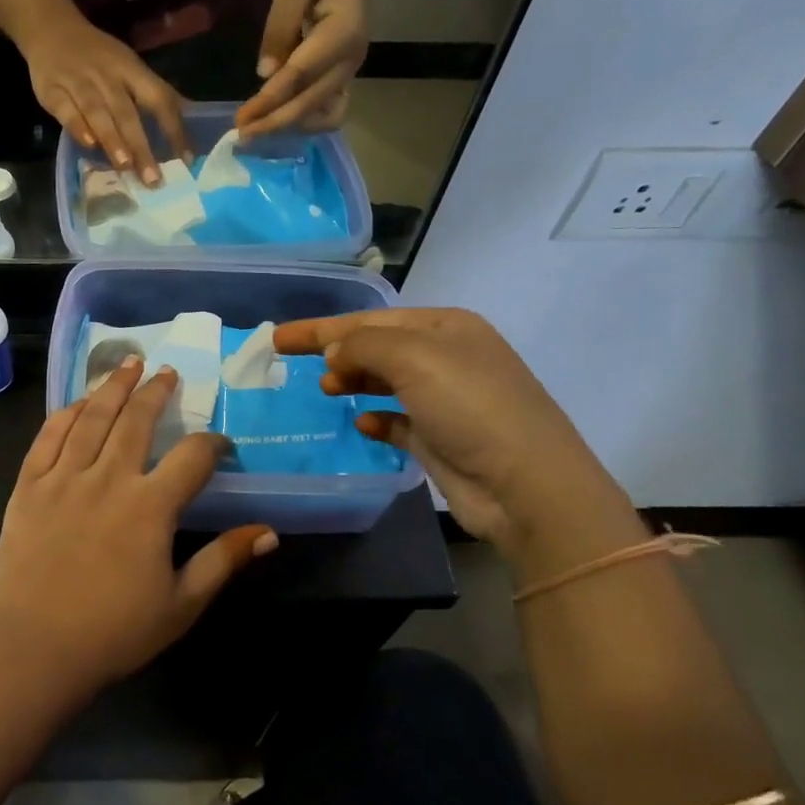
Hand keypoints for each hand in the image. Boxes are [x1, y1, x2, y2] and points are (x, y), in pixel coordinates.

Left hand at [0, 358, 277, 696]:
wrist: (34, 649)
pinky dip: (68, 413)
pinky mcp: (30, 485)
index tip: (220, 446)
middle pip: (138, 420)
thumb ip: (223, 560)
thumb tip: (269, 533)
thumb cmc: (114, 632)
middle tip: (168, 373)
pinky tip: (80, 402)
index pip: (192, 457)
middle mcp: (109, 478)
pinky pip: (50, 436)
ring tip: (129, 364)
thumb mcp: (182, 603)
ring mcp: (64, 478)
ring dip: (114, 386)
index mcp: (150, 506)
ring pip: (93, 417)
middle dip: (157, 392)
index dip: (213, 444)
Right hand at [20, 13, 190, 185]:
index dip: (174, 128)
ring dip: (112, 138)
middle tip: (153, 178)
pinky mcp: (51, 90)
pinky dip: (77, 127)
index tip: (186, 159)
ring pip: (97, 112)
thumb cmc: (99, 56)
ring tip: (125, 166)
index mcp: (132, 70)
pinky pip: (66, 110)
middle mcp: (107, 76)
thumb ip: (153, 93)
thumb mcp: (130, 67)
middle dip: (141, 145)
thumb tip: (189, 116)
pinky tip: (89, 145)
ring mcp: (78, 82)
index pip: (159, 98)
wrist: (51, 28)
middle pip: (127, 112)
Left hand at [236, 0, 371, 137]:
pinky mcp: (344, 80)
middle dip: (274, 122)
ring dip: (290, 127)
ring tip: (256, 130)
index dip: (270, 100)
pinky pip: (328, 113)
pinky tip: (275, 121)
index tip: (241, 118)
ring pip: (324, 116)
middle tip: (241, 134)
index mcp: (344, 32)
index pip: (301, 75)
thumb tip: (265, 75)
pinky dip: (303, 122)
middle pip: (311, 103)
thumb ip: (279, 28)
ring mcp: (351, 73)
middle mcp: (352, 60)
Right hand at [273, 309, 637, 565]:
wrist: (526, 486)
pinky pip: (398, 420)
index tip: (279, 338)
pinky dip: (377, 418)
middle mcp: (447, 358)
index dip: (322, 327)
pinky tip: (361, 424)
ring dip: (354, 381)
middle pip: (376, 347)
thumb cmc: (469, 406)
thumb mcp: (414, 358)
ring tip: (326, 389)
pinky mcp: (441, 439)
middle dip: (337, 351)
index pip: (371, 319)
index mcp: (446, 327)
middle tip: (294, 363)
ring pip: (386, 381)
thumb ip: (363, 345)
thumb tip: (335, 355)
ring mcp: (446, 400)